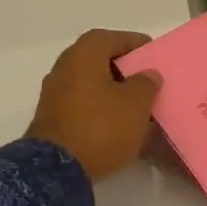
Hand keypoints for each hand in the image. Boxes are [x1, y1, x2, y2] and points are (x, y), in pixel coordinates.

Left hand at [26, 29, 161, 180]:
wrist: (57, 168)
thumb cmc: (101, 127)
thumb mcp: (136, 104)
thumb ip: (145, 84)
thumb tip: (148, 74)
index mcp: (83, 56)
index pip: (110, 38)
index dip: (132, 42)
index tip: (152, 52)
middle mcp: (64, 68)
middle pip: (97, 60)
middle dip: (123, 68)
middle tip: (146, 78)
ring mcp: (55, 95)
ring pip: (90, 84)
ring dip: (112, 90)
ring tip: (137, 104)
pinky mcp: (54, 119)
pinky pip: (83, 104)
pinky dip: (101, 108)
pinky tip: (118, 123)